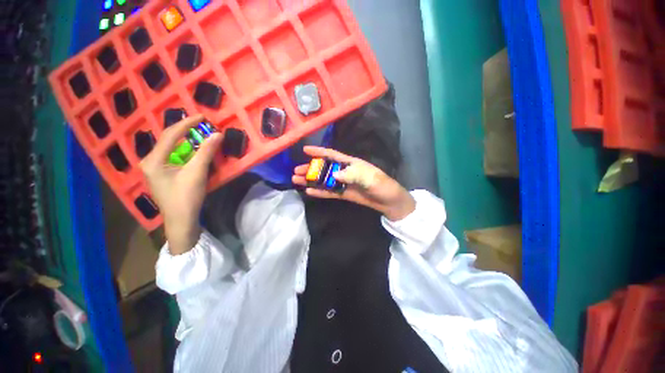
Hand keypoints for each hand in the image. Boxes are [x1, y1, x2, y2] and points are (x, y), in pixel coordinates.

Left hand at [139, 114, 222, 254]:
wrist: (181, 220)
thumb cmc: (186, 197)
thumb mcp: (197, 173)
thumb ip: (206, 152)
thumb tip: (217, 134)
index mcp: (153, 160)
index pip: (170, 134)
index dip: (187, 123)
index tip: (202, 116)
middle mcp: (151, 161)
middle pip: (168, 139)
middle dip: (185, 130)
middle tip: (202, 124)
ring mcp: (156, 168)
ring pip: (171, 148)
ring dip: (186, 140)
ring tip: (200, 134)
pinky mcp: (163, 174)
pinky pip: (174, 156)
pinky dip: (186, 150)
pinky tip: (194, 150)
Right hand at [292, 146, 414, 220]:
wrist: (388, 202)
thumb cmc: (382, 186)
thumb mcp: (370, 178)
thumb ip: (353, 175)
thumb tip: (335, 174)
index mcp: (351, 163)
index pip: (332, 154)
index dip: (319, 151)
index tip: (305, 149)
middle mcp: (344, 171)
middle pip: (324, 168)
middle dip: (311, 168)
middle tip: (296, 171)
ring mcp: (343, 183)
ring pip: (324, 180)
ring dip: (311, 180)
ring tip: (297, 180)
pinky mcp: (343, 194)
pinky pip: (329, 192)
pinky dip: (319, 191)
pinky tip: (309, 191)